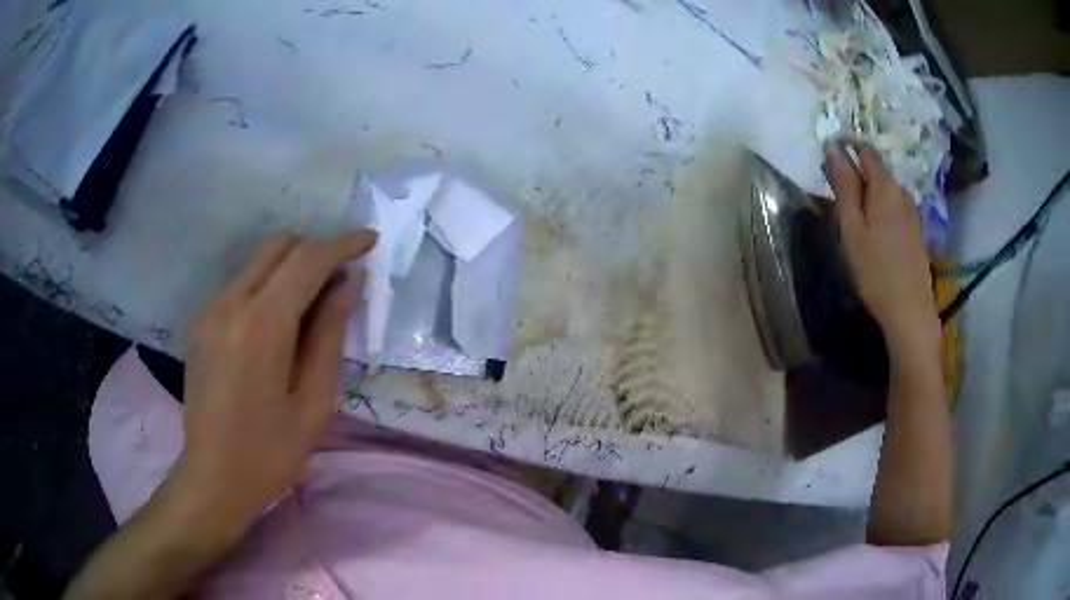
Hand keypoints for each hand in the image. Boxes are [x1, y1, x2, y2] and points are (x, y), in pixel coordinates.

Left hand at [177, 230, 376, 534]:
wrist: (213, 477)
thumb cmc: (270, 453)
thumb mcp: (314, 403)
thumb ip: (330, 335)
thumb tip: (350, 284)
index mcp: (260, 328)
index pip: (306, 260)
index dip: (342, 244)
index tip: (369, 242)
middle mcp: (229, 305)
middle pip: (278, 246)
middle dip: (315, 249)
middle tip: (340, 280)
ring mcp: (209, 310)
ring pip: (258, 262)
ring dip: (291, 269)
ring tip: (311, 308)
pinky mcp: (200, 321)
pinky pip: (241, 285)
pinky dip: (267, 288)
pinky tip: (277, 328)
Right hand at [824, 141, 939, 353]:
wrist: (910, 311)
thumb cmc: (875, 270)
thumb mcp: (852, 227)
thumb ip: (844, 186)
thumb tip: (834, 149)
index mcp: (885, 187)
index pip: (865, 151)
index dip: (847, 148)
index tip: (829, 159)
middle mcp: (902, 193)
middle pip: (877, 170)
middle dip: (857, 173)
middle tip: (837, 195)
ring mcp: (912, 213)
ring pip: (886, 191)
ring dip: (869, 194)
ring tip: (854, 217)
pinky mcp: (916, 232)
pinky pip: (895, 208)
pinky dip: (881, 209)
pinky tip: (875, 232)